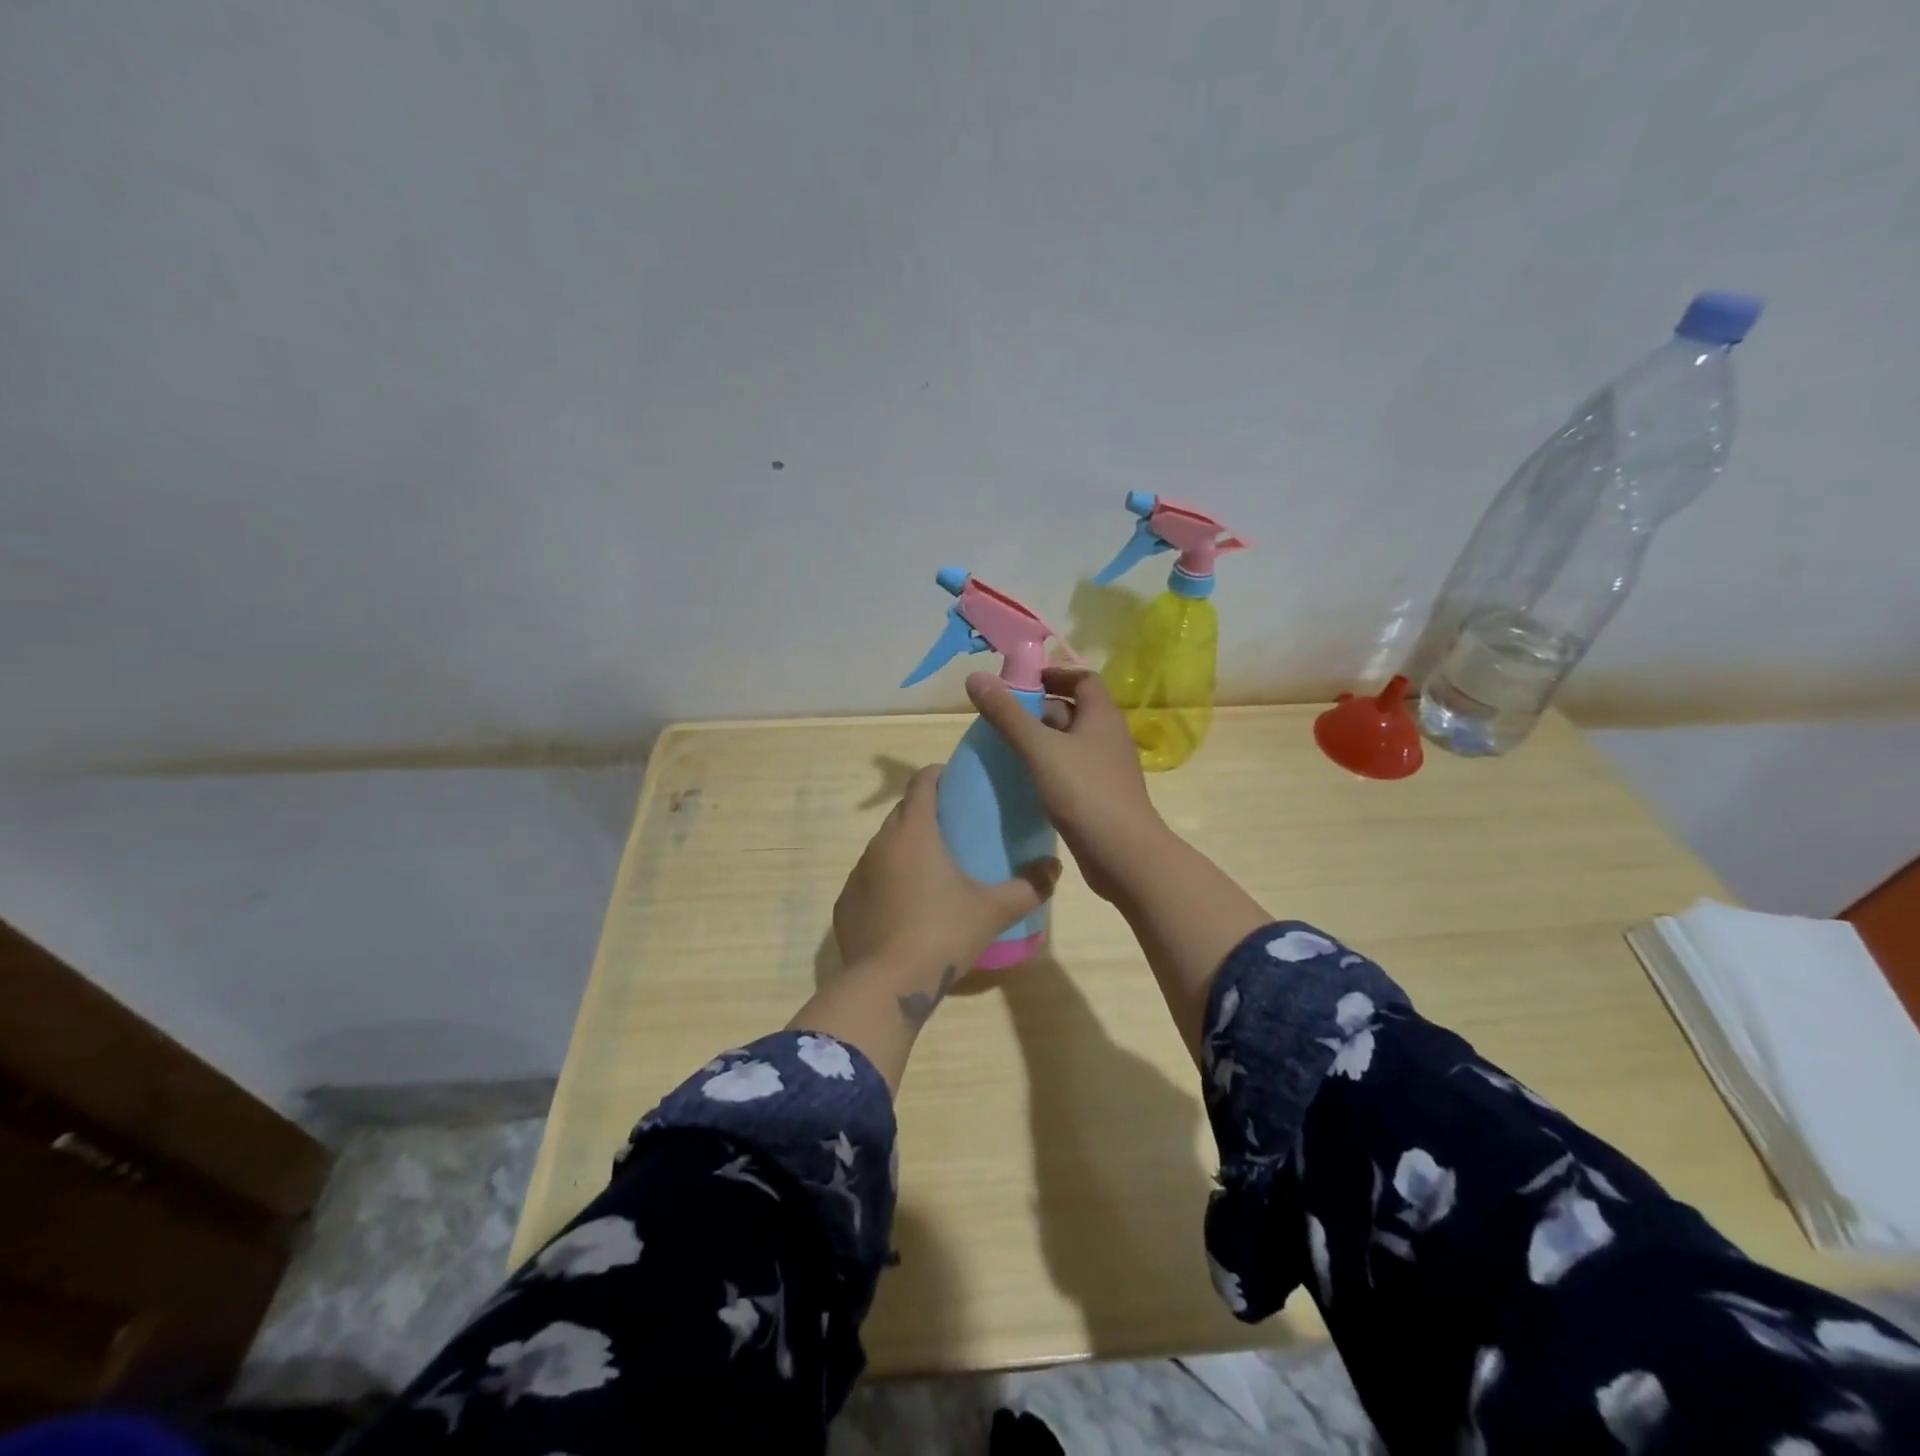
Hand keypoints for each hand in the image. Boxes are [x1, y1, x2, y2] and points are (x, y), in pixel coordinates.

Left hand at [833, 764, 1060, 976]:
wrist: (887, 984)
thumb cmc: (943, 933)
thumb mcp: (993, 910)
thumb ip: (1029, 886)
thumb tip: (1054, 868)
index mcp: (914, 832)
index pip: (921, 782)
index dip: (938, 775)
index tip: (957, 783)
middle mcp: (880, 843)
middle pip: (903, 812)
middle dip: (925, 812)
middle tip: (954, 830)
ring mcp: (857, 873)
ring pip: (884, 846)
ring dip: (905, 848)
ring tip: (931, 870)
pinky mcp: (845, 903)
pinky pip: (869, 879)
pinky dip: (886, 882)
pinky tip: (904, 906)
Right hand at [965, 667, 1172, 904]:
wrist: (1122, 855)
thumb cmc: (1084, 792)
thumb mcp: (1039, 749)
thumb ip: (1007, 714)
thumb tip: (975, 676)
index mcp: (1102, 716)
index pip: (1082, 678)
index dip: (1054, 674)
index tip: (1021, 683)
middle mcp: (1109, 737)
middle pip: (1074, 710)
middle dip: (1039, 710)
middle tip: (1003, 719)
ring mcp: (1107, 768)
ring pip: (1071, 743)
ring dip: (1042, 741)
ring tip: (1007, 749)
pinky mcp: (1101, 796)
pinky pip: (1072, 771)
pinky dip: (1049, 768)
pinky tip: (1026, 782)